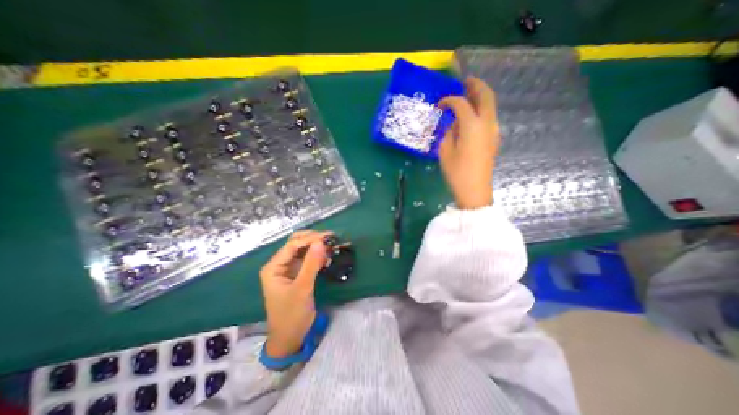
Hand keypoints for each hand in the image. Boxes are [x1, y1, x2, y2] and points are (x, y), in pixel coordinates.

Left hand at [258, 230, 329, 360]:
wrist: (290, 338)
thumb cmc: (292, 315)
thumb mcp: (302, 289)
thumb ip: (311, 264)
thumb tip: (321, 242)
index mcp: (274, 267)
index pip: (292, 245)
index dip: (310, 238)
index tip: (329, 237)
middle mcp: (280, 264)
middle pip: (296, 244)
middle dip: (313, 239)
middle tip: (331, 239)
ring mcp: (288, 269)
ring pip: (303, 250)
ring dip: (317, 247)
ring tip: (332, 246)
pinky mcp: (297, 274)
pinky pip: (308, 259)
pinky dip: (318, 256)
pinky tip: (328, 256)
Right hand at [438, 76, 501, 209]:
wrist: (474, 190)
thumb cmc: (456, 172)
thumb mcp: (445, 151)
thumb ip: (448, 131)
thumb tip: (452, 122)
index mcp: (472, 125)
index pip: (461, 103)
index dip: (449, 100)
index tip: (439, 104)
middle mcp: (487, 123)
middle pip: (485, 95)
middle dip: (475, 85)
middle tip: (464, 82)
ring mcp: (494, 130)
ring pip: (490, 105)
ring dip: (480, 96)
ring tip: (468, 94)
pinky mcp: (494, 138)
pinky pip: (490, 116)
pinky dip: (482, 108)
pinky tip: (471, 114)